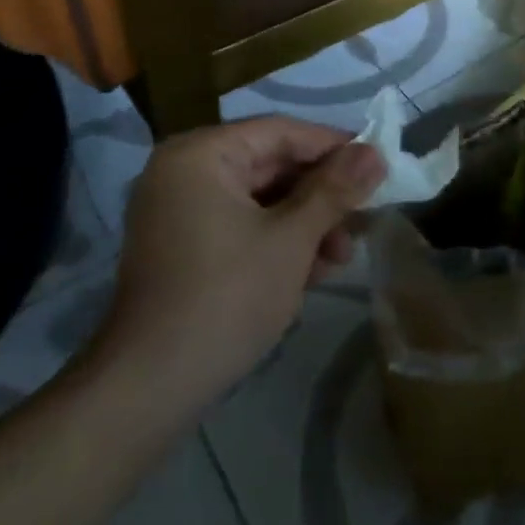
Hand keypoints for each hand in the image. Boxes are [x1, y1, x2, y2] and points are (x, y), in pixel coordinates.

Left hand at [93, 116, 385, 407]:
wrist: (146, 391)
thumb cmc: (225, 299)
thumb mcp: (291, 240)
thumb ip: (335, 190)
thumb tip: (375, 151)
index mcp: (201, 153)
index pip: (281, 132)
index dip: (334, 147)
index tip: (378, 164)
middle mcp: (184, 170)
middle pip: (270, 165)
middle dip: (320, 196)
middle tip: (363, 218)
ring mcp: (178, 210)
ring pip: (259, 199)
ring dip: (303, 224)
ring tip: (340, 258)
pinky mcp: (181, 246)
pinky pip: (239, 224)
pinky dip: (275, 241)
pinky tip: (310, 271)